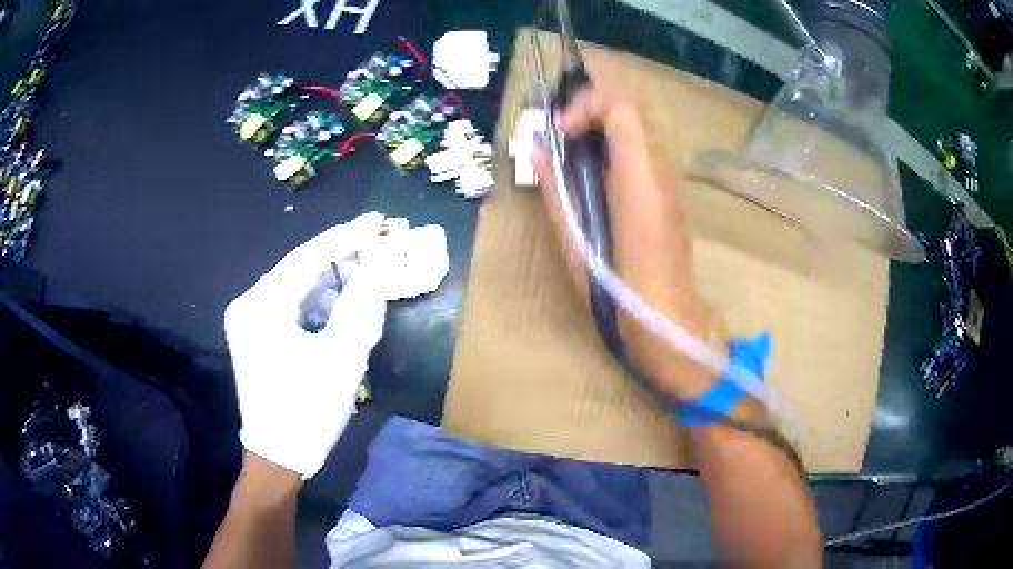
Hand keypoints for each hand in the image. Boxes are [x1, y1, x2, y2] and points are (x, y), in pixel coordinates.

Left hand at [224, 213, 447, 476]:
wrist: (279, 456)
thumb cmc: (308, 410)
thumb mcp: (340, 358)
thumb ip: (361, 304)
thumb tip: (381, 263)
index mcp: (261, 307)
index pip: (306, 259)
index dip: (345, 238)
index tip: (376, 222)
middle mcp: (248, 305)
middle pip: (299, 270)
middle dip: (339, 259)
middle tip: (376, 246)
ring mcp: (248, 320)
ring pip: (295, 287)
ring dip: (330, 281)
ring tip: (365, 275)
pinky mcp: (255, 335)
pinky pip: (290, 306)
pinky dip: (317, 302)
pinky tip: (341, 304)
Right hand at [532, 88, 725, 398]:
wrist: (665, 318)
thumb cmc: (616, 287)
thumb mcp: (575, 240)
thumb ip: (555, 188)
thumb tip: (536, 151)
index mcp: (638, 177)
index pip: (621, 107)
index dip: (586, 105)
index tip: (560, 131)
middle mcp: (660, 169)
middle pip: (631, 109)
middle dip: (592, 109)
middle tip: (562, 131)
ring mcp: (669, 180)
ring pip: (638, 129)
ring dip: (603, 127)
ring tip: (573, 151)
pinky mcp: (669, 194)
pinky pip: (642, 152)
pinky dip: (615, 147)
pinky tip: (596, 175)